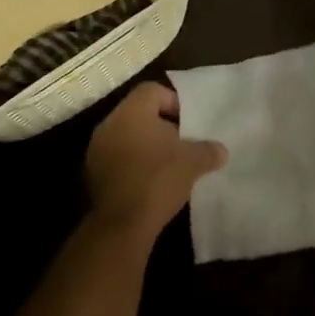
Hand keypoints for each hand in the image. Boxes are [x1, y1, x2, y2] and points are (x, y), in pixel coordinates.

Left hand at [85, 82, 225, 242]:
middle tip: (182, 142)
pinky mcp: (93, 174)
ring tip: (168, 164)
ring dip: (146, 146)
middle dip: (161, 125)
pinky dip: (133, 163)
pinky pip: (117, 158)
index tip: (189, 122)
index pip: (153, 91)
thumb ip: (208, 150)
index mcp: (132, 111)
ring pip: (127, 136)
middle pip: (139, 113)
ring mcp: (97, 150)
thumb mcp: (193, 162)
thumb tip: (221, 150)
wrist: (122, 225)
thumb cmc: (159, 179)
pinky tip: (151, 181)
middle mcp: (110, 124)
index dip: (174, 101)